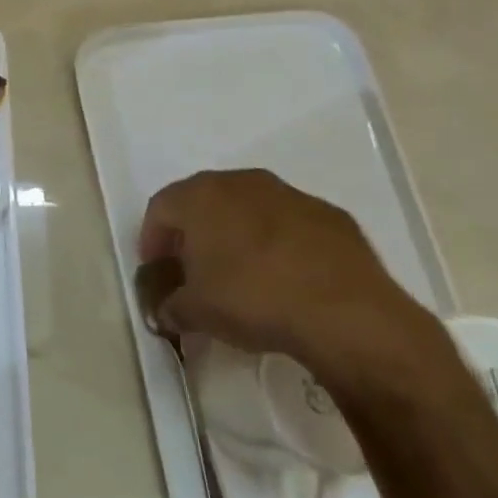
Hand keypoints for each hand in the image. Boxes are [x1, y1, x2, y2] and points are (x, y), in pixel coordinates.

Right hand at [137, 169, 447, 391]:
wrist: (346, 314)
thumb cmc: (253, 299)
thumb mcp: (195, 312)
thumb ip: (170, 306)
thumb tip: (166, 311)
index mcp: (202, 195)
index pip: (160, 208)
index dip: (151, 240)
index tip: (156, 270)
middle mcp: (243, 183)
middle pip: (204, 201)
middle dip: (193, 233)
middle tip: (192, 269)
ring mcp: (291, 195)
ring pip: (249, 208)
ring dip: (237, 234)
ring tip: (240, 275)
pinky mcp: (332, 216)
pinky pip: (289, 225)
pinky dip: (278, 244)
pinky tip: (285, 279)